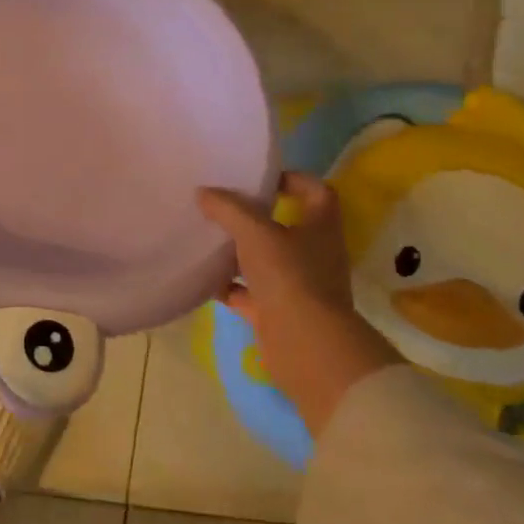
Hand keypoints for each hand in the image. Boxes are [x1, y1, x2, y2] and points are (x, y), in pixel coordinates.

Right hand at [198, 172, 400, 436]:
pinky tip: (203, 277)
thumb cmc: (289, 277)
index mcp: (320, 227)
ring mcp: (297, 285)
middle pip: (285, 226)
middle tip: (220, 205)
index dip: (292, 179)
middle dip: (254, 216)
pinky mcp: (278, 312)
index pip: (315, 192)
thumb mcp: (254, 233)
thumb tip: (204, 192)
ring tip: (206, 237)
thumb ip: (228, 209)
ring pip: (264, 260)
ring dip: (238, 251)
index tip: (259, 178)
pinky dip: (228, 286)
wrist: (305, 345)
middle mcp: (313, 253)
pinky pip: (248, 293)